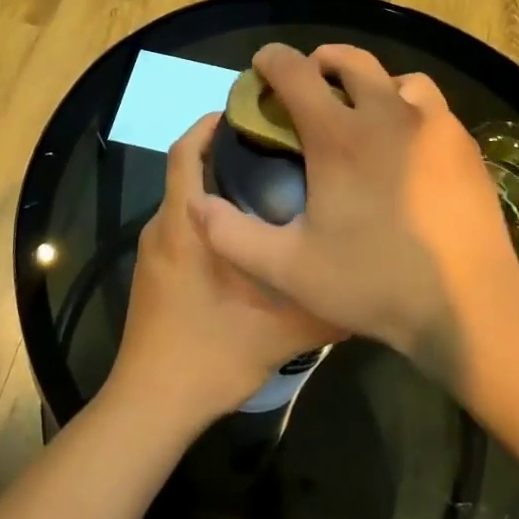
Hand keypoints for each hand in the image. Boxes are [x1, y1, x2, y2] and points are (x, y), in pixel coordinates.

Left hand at [110, 113, 341, 424]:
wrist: (150, 406)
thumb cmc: (209, 356)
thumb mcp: (279, 333)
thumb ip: (325, 306)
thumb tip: (368, 284)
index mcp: (184, 226)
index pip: (186, 153)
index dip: (209, 125)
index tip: (247, 111)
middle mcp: (162, 228)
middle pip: (185, 170)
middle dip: (222, 151)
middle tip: (274, 146)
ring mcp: (152, 252)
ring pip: (183, 200)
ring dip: (216, 185)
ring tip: (268, 186)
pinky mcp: (152, 274)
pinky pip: (179, 226)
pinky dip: (206, 215)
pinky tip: (245, 236)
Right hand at [191, 43, 518, 381]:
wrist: (468, 304)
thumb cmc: (373, 282)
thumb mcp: (288, 268)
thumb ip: (232, 235)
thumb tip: (197, 204)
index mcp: (339, 136)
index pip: (296, 73)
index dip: (272, 61)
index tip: (262, 65)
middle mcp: (387, 114)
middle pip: (351, 59)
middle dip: (323, 61)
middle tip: (311, 82)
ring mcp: (432, 125)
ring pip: (399, 78)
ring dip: (374, 83)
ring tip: (366, 112)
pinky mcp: (464, 145)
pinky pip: (432, 107)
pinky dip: (410, 110)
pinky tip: (408, 147)